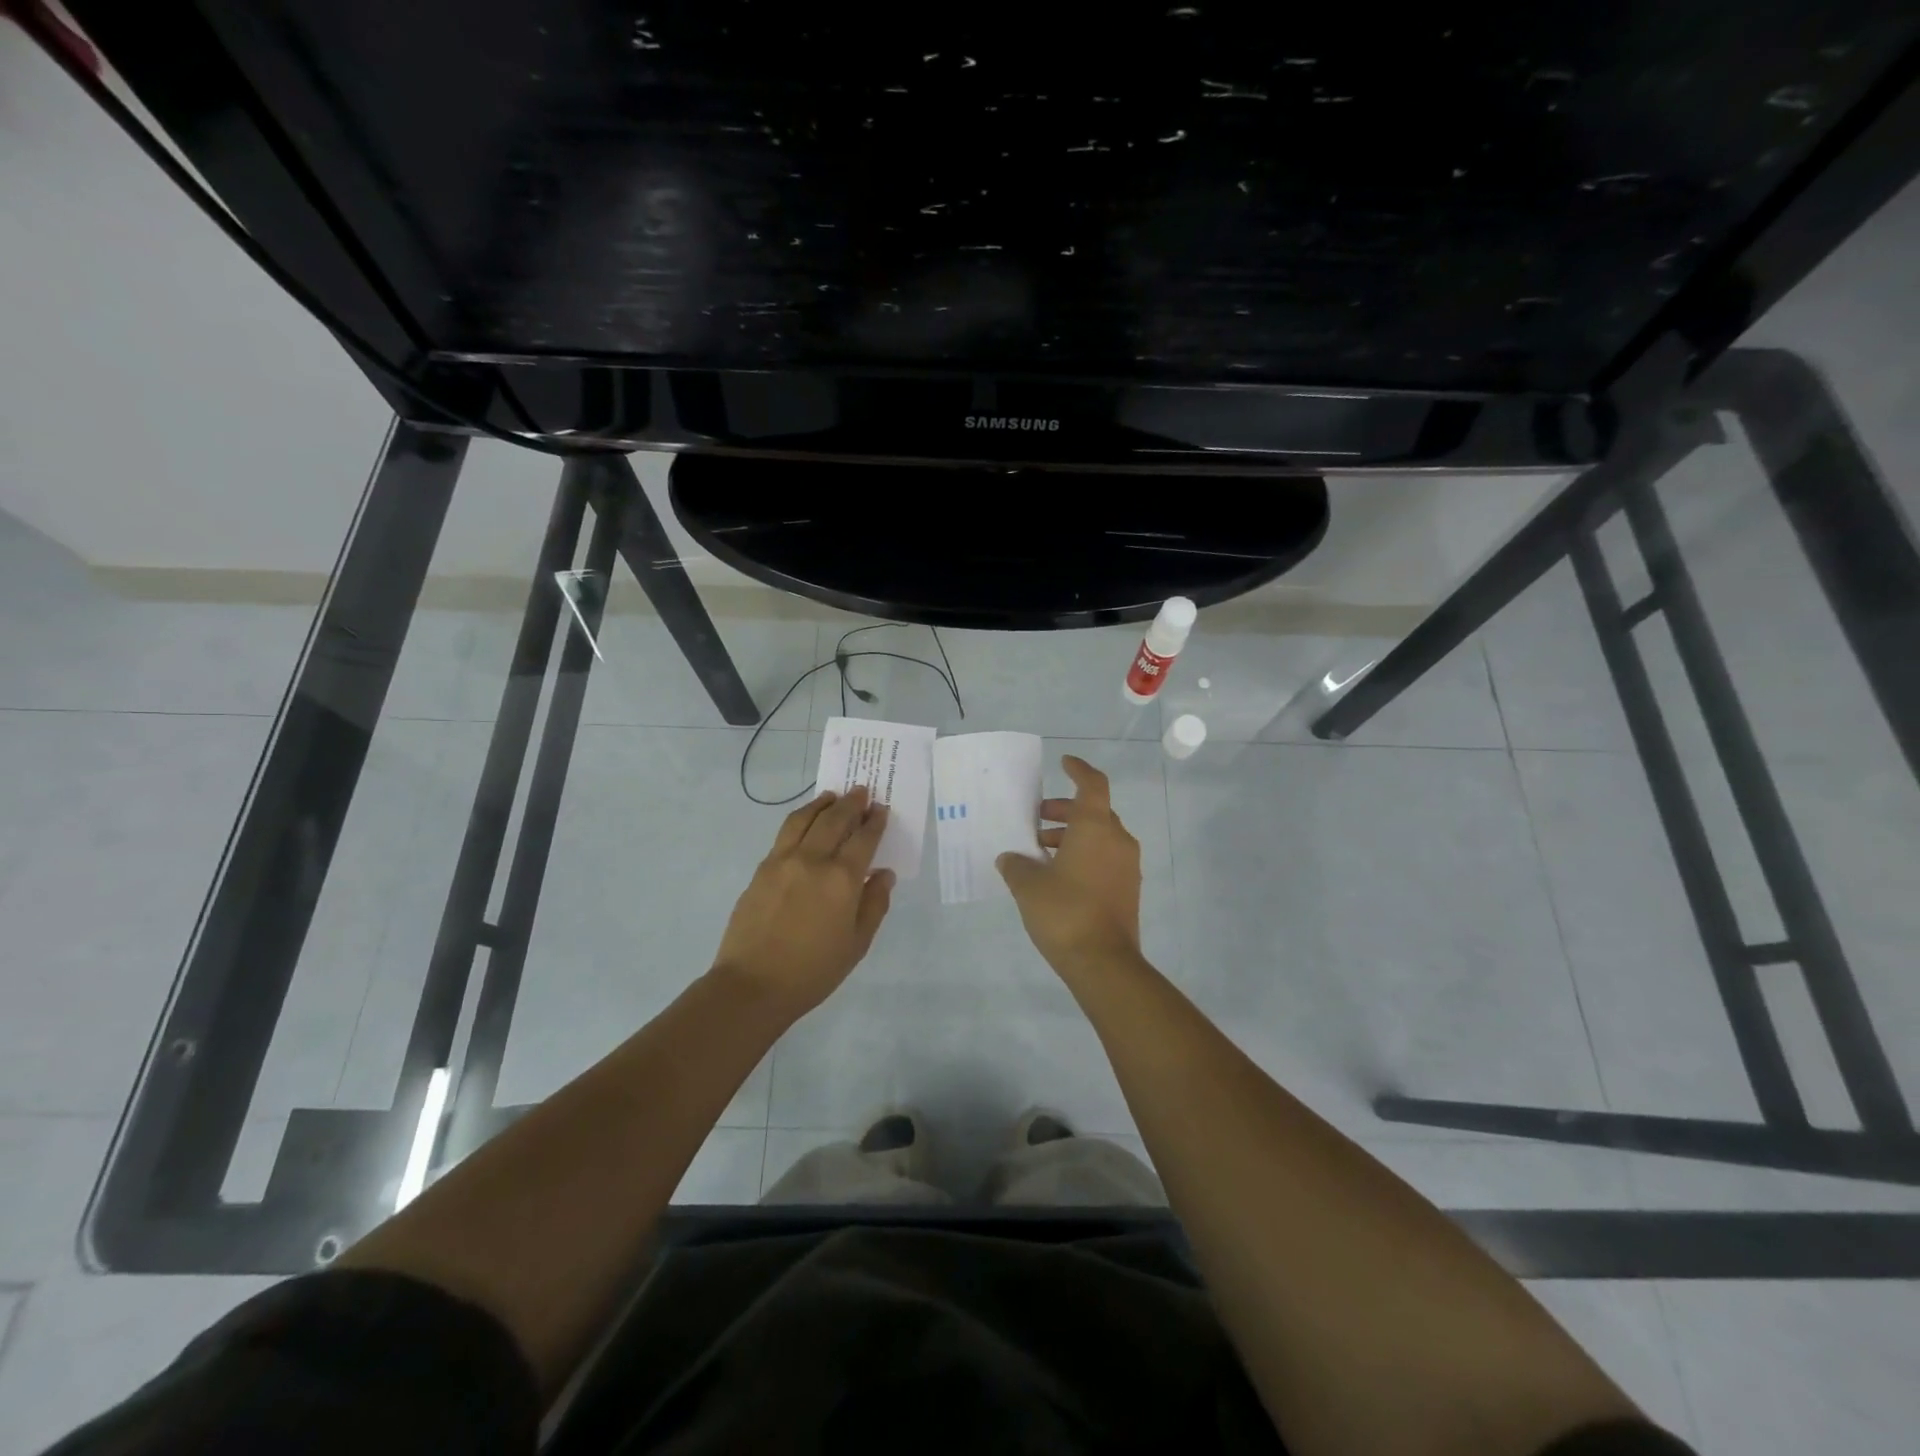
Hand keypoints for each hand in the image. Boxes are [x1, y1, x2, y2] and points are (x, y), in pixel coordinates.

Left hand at [712, 787, 894, 1015]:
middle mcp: (813, 860)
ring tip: (833, 796)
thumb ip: (874, 904)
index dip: (875, 821)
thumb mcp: (857, 944)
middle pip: (835, 819)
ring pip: (804, 819)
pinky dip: (800, 819)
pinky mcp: (761, 869)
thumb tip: (883, 874)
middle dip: (852, 803)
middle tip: (862, 792)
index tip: (882, 809)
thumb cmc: (813, 971)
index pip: (864, 838)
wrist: (753, 985)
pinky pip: (784, 833)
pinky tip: (805, 822)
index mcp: (842, 879)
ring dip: (822, 803)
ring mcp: (782, 861)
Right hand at [997, 755, 1141, 977]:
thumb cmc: (1064, 911)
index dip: (1079, 770)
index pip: (1092, 785)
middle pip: (1094, 812)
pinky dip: (1083, 855)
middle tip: (1037, 819)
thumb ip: (1016, 865)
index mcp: (1096, 827)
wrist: (1103, 962)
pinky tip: (1057, 875)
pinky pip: (1104, 858)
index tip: (1064, 763)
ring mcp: (1127, 866)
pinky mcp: (1127, 890)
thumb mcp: (1028, 885)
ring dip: (1071, 836)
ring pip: (1099, 837)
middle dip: (1064, 811)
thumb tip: (1011, 858)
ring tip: (1039, 851)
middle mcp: (1117, 840)